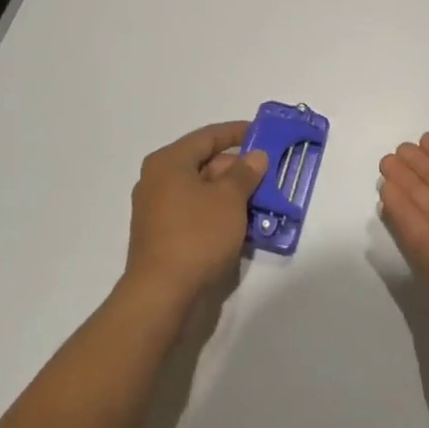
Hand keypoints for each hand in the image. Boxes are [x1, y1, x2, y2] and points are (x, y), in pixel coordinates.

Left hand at [126, 121, 267, 311]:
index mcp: (169, 163)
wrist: (162, 294)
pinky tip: (245, 224)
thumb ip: (245, 173)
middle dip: (238, 168)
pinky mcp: (164, 237)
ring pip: (203, 192)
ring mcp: (159, 211)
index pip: (208, 137)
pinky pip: (198, 214)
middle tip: (270, 172)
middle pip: (205, 164)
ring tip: (265, 199)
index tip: (263, 132)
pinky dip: (220, 214)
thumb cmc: (196, 235)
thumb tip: (255, 156)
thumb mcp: (229, 198)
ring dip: (233, 194)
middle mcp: (158, 181)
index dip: (237, 132)